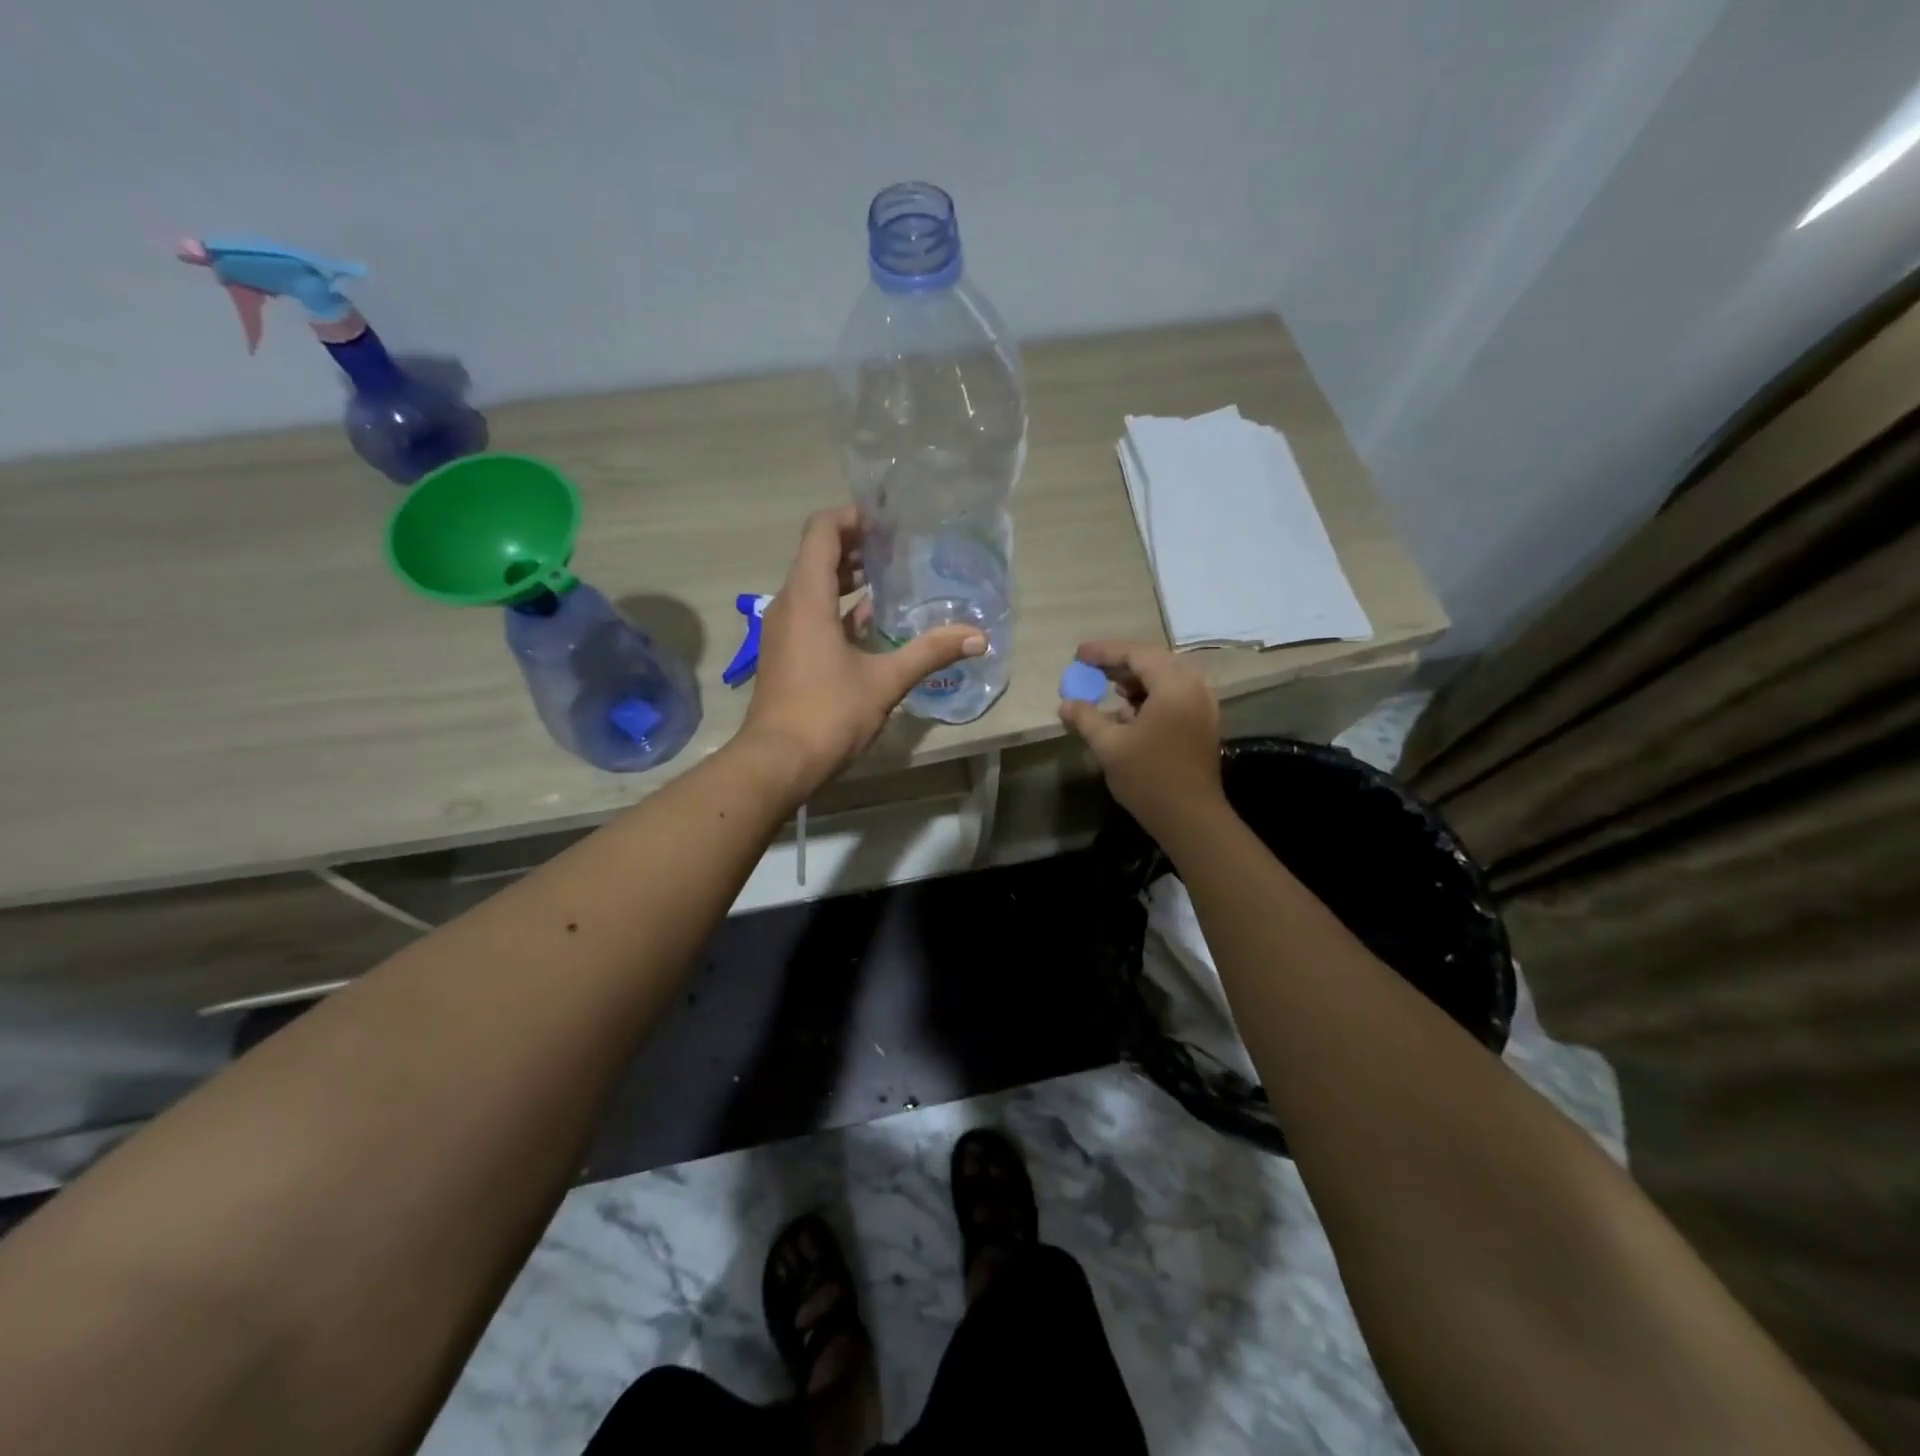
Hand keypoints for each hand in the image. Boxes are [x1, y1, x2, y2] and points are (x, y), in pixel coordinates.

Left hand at [740, 507, 984, 796]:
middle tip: (898, 547)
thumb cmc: (827, 713)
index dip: (851, 517)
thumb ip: (930, 653)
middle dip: (856, 547)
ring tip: (890, 580)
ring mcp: (784, 632)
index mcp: (807, 598)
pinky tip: (872, 624)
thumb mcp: (885, 681)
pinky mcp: (787, 655)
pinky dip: (839, 609)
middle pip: (818, 557)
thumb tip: (979, 637)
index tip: (886, 520)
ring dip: (848, 580)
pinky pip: (812, 615)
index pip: (821, 532)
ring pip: (814, 588)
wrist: (777, 762)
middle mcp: (789, 605)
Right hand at [1058, 640, 1223, 837]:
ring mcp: (1203, 706)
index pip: (1137, 654)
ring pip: (1167, 679)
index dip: (1105, 652)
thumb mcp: (1109, 745)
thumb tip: (1066, 704)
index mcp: (1174, 686)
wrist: (1191, 818)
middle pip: (1155, 661)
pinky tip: (1130, 713)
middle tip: (1092, 668)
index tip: (1078, 655)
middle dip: (1121, 663)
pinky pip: (1175, 696)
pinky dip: (1151, 696)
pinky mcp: (1203, 724)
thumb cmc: (1149, 777)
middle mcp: (1194, 688)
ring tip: (1110, 689)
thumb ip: (1086, 718)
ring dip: (1137, 680)